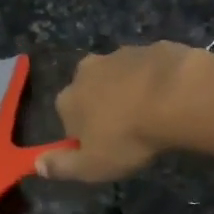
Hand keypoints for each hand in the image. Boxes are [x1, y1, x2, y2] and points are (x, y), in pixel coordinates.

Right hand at [37, 42, 199, 182]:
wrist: (177, 96)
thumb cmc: (128, 137)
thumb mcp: (92, 166)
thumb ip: (62, 167)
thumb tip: (37, 164)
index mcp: (67, 99)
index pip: (67, 120)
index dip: (85, 137)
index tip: (105, 150)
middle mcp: (86, 70)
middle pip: (90, 93)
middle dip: (104, 108)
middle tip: (129, 132)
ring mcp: (120, 54)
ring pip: (119, 77)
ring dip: (129, 92)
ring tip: (153, 115)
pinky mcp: (152, 47)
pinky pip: (148, 68)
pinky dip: (155, 80)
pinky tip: (171, 98)